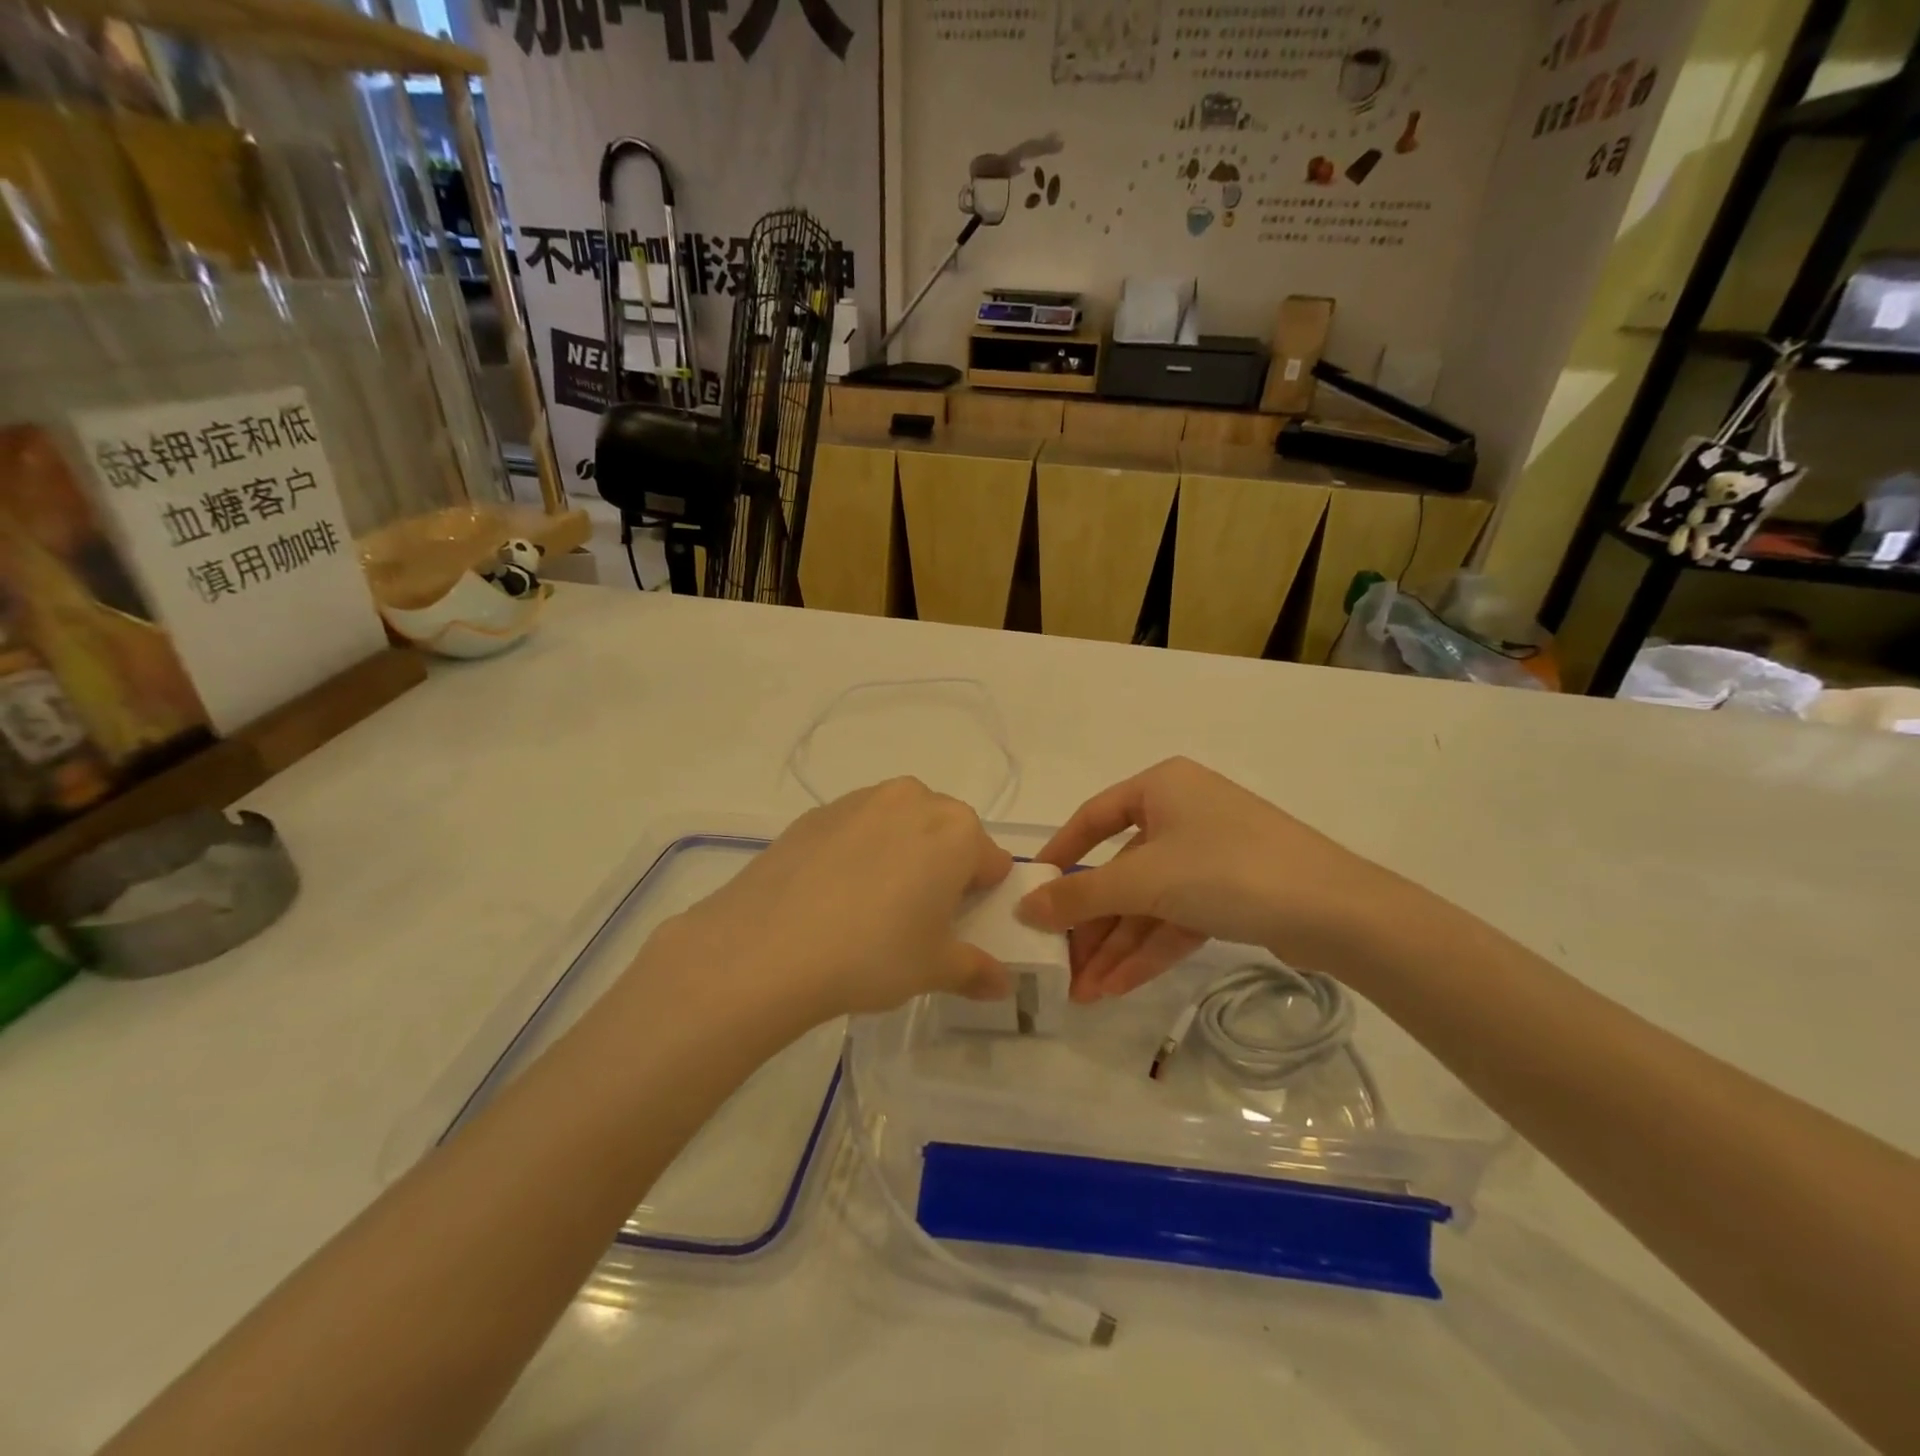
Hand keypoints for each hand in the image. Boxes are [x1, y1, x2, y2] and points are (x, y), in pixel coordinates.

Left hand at [653, 778, 1014, 1020]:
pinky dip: (857, 853)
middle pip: (945, 833)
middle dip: (941, 868)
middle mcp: (914, 799)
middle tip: (915, 918)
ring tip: (869, 906)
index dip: (979, 896)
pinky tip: (832, 896)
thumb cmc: (872, 954)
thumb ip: (975, 970)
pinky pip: (856, 829)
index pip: (989, 861)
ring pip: (899, 825)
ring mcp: (861, 801)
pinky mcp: (816, 813)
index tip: (956, 927)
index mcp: (956, 830)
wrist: (767, 948)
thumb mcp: (934, 969)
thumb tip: (1000, 984)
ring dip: (899, 854)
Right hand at [1018, 757, 1406, 1000]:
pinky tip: (1118, 988)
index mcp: (1161, 787)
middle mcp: (1183, 812)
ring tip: (1084, 993)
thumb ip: (1080, 895)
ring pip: (1148, 901)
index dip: (1060, 856)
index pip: (1092, 817)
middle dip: (1092, 924)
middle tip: (1062, 966)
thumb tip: (1025, 908)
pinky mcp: (1231, 891)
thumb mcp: (1143, 880)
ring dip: (1117, 947)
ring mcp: (1209, 854)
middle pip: (1121, 870)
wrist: (1337, 911)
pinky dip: (1149, 950)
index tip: (1032, 894)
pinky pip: (1177, 916)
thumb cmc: (1226, 869)